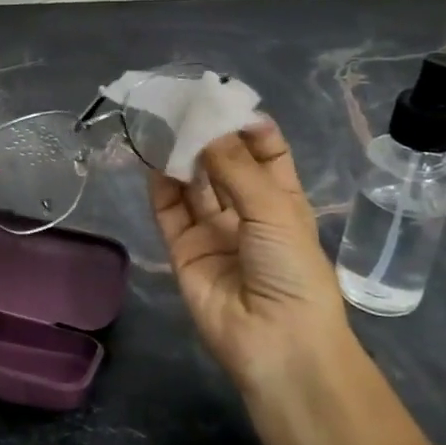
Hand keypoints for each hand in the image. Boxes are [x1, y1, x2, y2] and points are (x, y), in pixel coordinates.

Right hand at [151, 123, 393, 444]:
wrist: (277, 346)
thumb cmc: (291, 271)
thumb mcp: (273, 209)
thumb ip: (234, 166)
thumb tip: (205, 126)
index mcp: (282, 200)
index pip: (265, 151)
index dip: (247, 125)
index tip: (222, 98)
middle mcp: (246, 212)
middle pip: (224, 164)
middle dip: (208, 135)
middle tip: (183, 103)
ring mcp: (213, 232)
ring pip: (193, 184)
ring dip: (181, 155)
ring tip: (163, 122)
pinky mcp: (184, 250)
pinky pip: (169, 211)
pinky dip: (160, 185)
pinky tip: (154, 158)